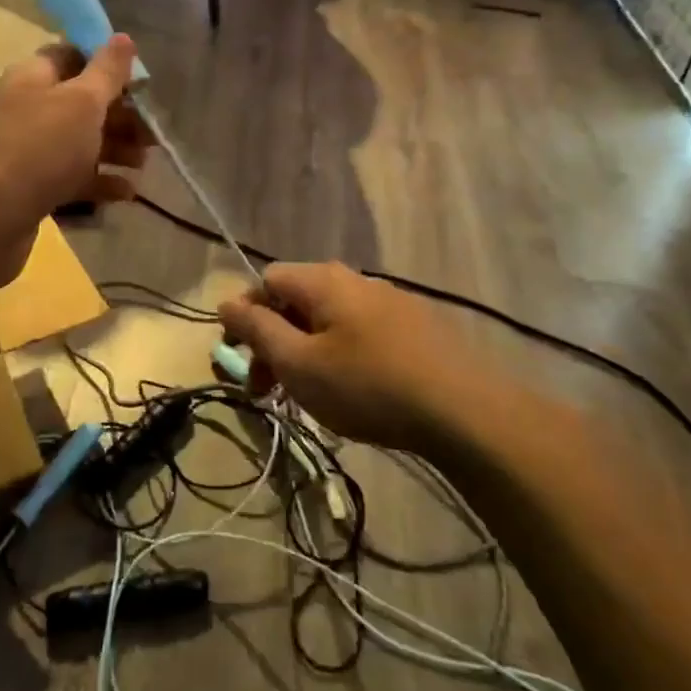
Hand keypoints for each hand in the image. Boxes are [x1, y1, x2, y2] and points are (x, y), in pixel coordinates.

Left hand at [0, 35, 148, 290]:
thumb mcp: (81, 103)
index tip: (140, 85)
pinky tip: (126, 194)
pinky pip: (70, 177)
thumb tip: (122, 37)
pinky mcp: (29, 188)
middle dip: (119, 115)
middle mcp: (26, 108)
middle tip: (152, 135)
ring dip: (114, 149)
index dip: (107, 65)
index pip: (72, 56)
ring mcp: (26, 151)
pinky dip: (99, 182)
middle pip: (80, 102)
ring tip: (143, 164)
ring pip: (78, 142)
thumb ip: (106, 72)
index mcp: (33, 77)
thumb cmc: (38, 150)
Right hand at [219, 263, 483, 451]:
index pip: (267, 279)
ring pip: (330, 320)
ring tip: (307, 396)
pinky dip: (340, 356)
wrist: (465, 411)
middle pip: (298, 300)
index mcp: (324, 281)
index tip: (240, 359)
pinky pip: (360, 332)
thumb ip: (257, 330)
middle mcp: (356, 280)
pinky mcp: (417, 327)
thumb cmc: (368, 385)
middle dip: (274, 342)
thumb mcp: (299, 364)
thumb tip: (225, 302)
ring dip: (306, 352)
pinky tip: (352, 393)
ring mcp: (391, 301)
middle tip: (266, 391)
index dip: (246, 315)